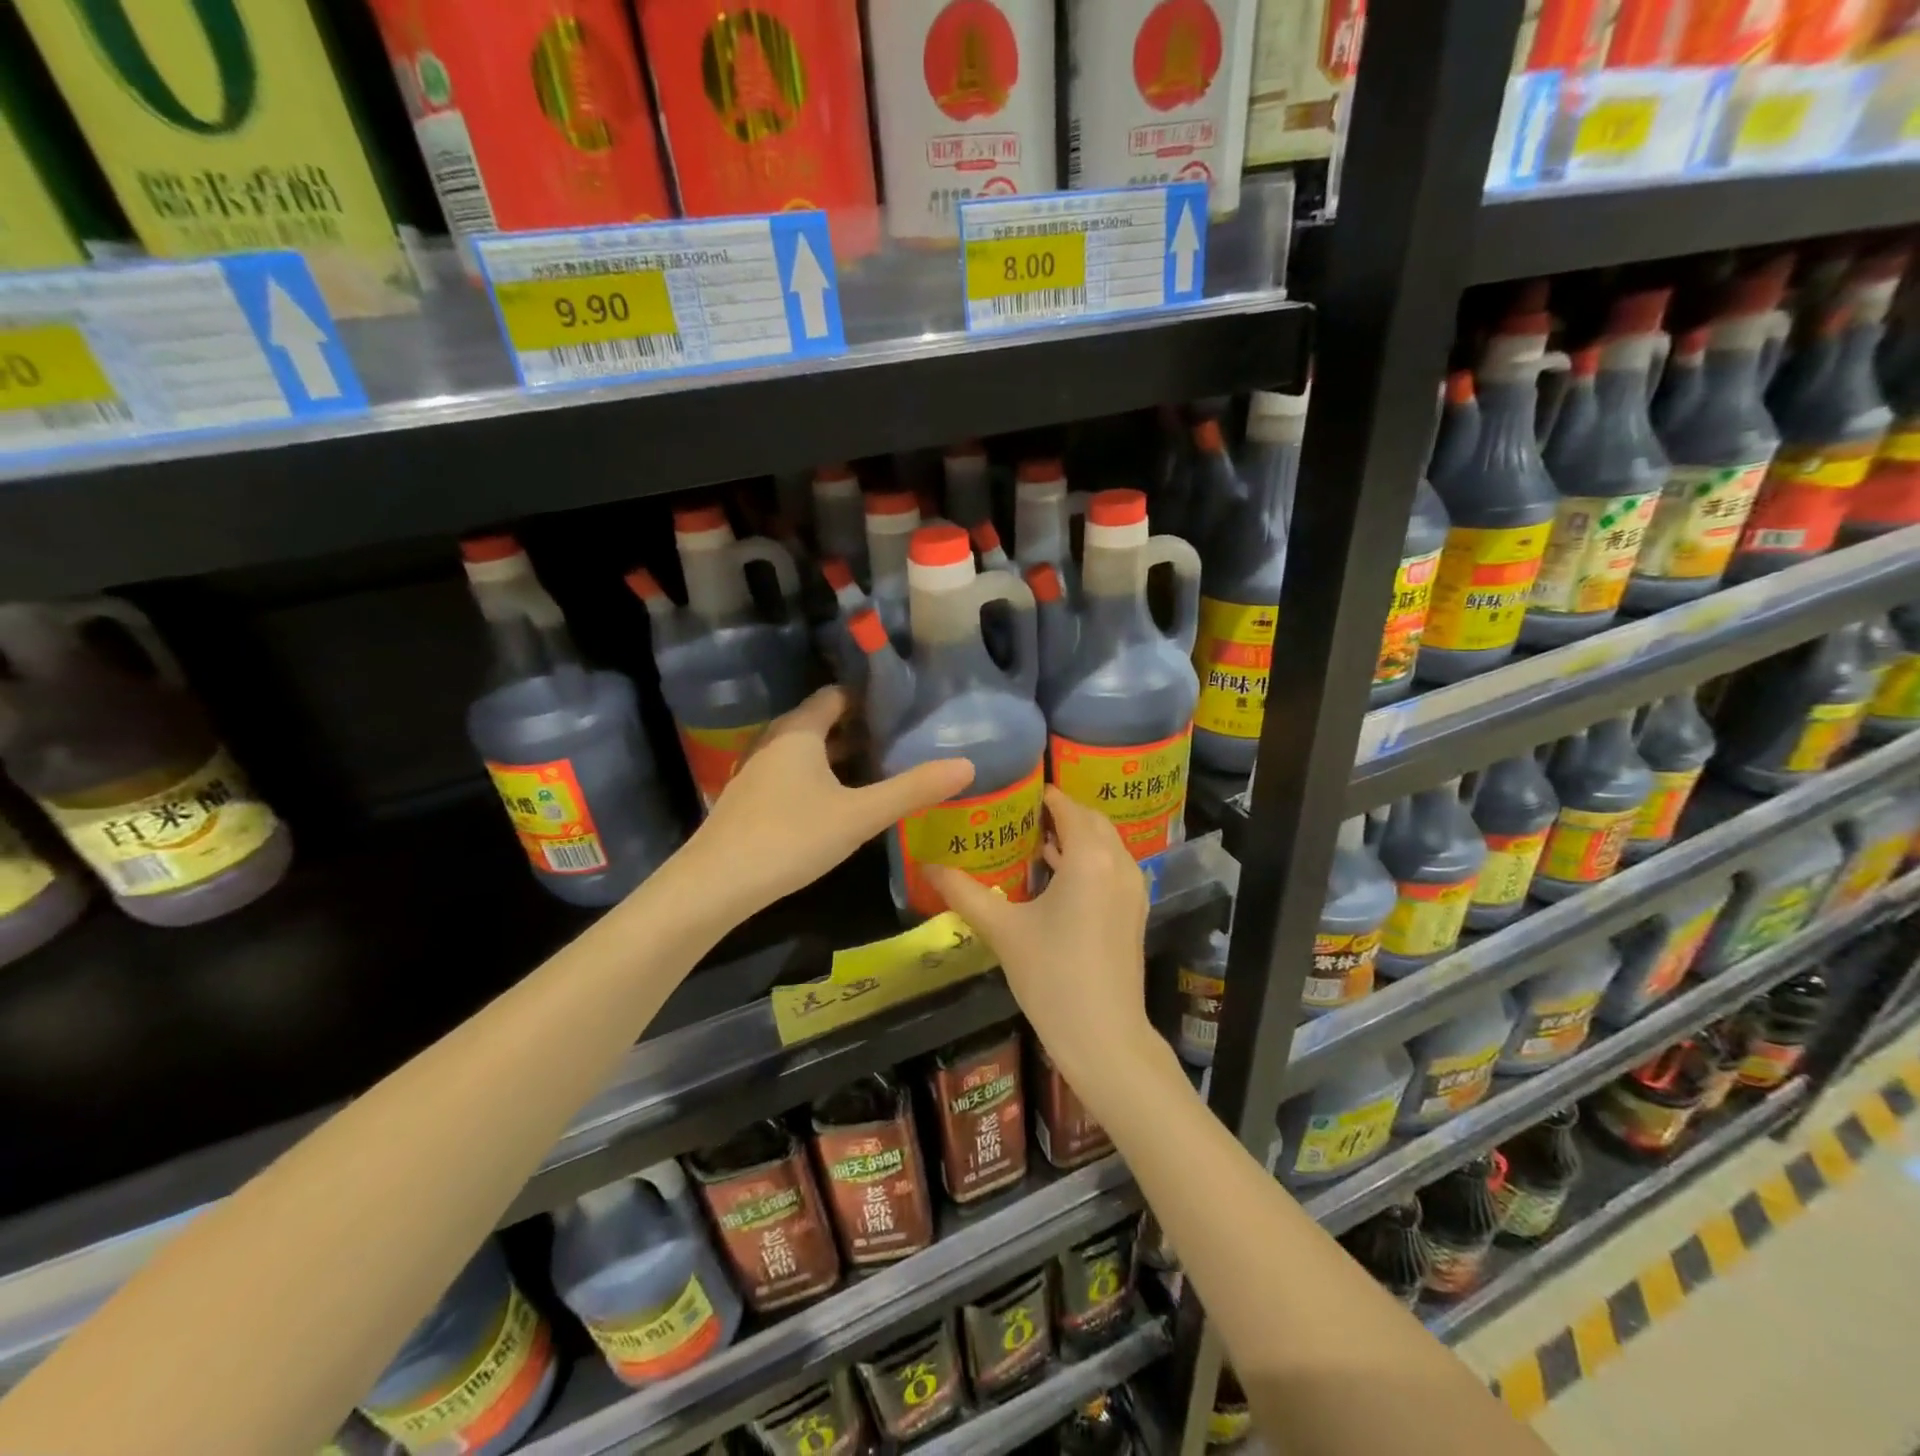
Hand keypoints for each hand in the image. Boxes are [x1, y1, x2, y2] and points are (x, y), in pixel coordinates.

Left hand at [687, 688, 972, 914]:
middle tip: (902, 739)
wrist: (715, 885)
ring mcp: (757, 770)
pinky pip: (793, 773)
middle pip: (822, 721)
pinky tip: (840, 802)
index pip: (837, 695)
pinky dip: (820, 777)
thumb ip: (912, 789)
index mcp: (799, 731)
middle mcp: (774, 741)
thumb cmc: (790, 837)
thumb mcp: (860, 815)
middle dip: (861, 728)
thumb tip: (967, 765)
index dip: (871, 698)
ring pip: (807, 751)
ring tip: (880, 768)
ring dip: (840, 755)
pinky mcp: (750, 799)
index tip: (906, 709)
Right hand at [928, 788, 1158, 1098]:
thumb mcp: (1002, 930)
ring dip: (1075, 837)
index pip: (1067, 806)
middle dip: (1060, 813)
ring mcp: (1133, 888)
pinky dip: (1088, 859)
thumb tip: (927, 865)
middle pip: (1090, 820)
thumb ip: (963, 892)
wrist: (1103, 1035)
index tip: (1013, 792)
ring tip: (1032, 841)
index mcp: (1090, 856)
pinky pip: (1112, 867)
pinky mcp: (1135, 911)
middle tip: (1019, 815)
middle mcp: (1119, 862)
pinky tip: (1056, 876)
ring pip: (1105, 844)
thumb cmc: (1051, 975)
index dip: (1043, 795)